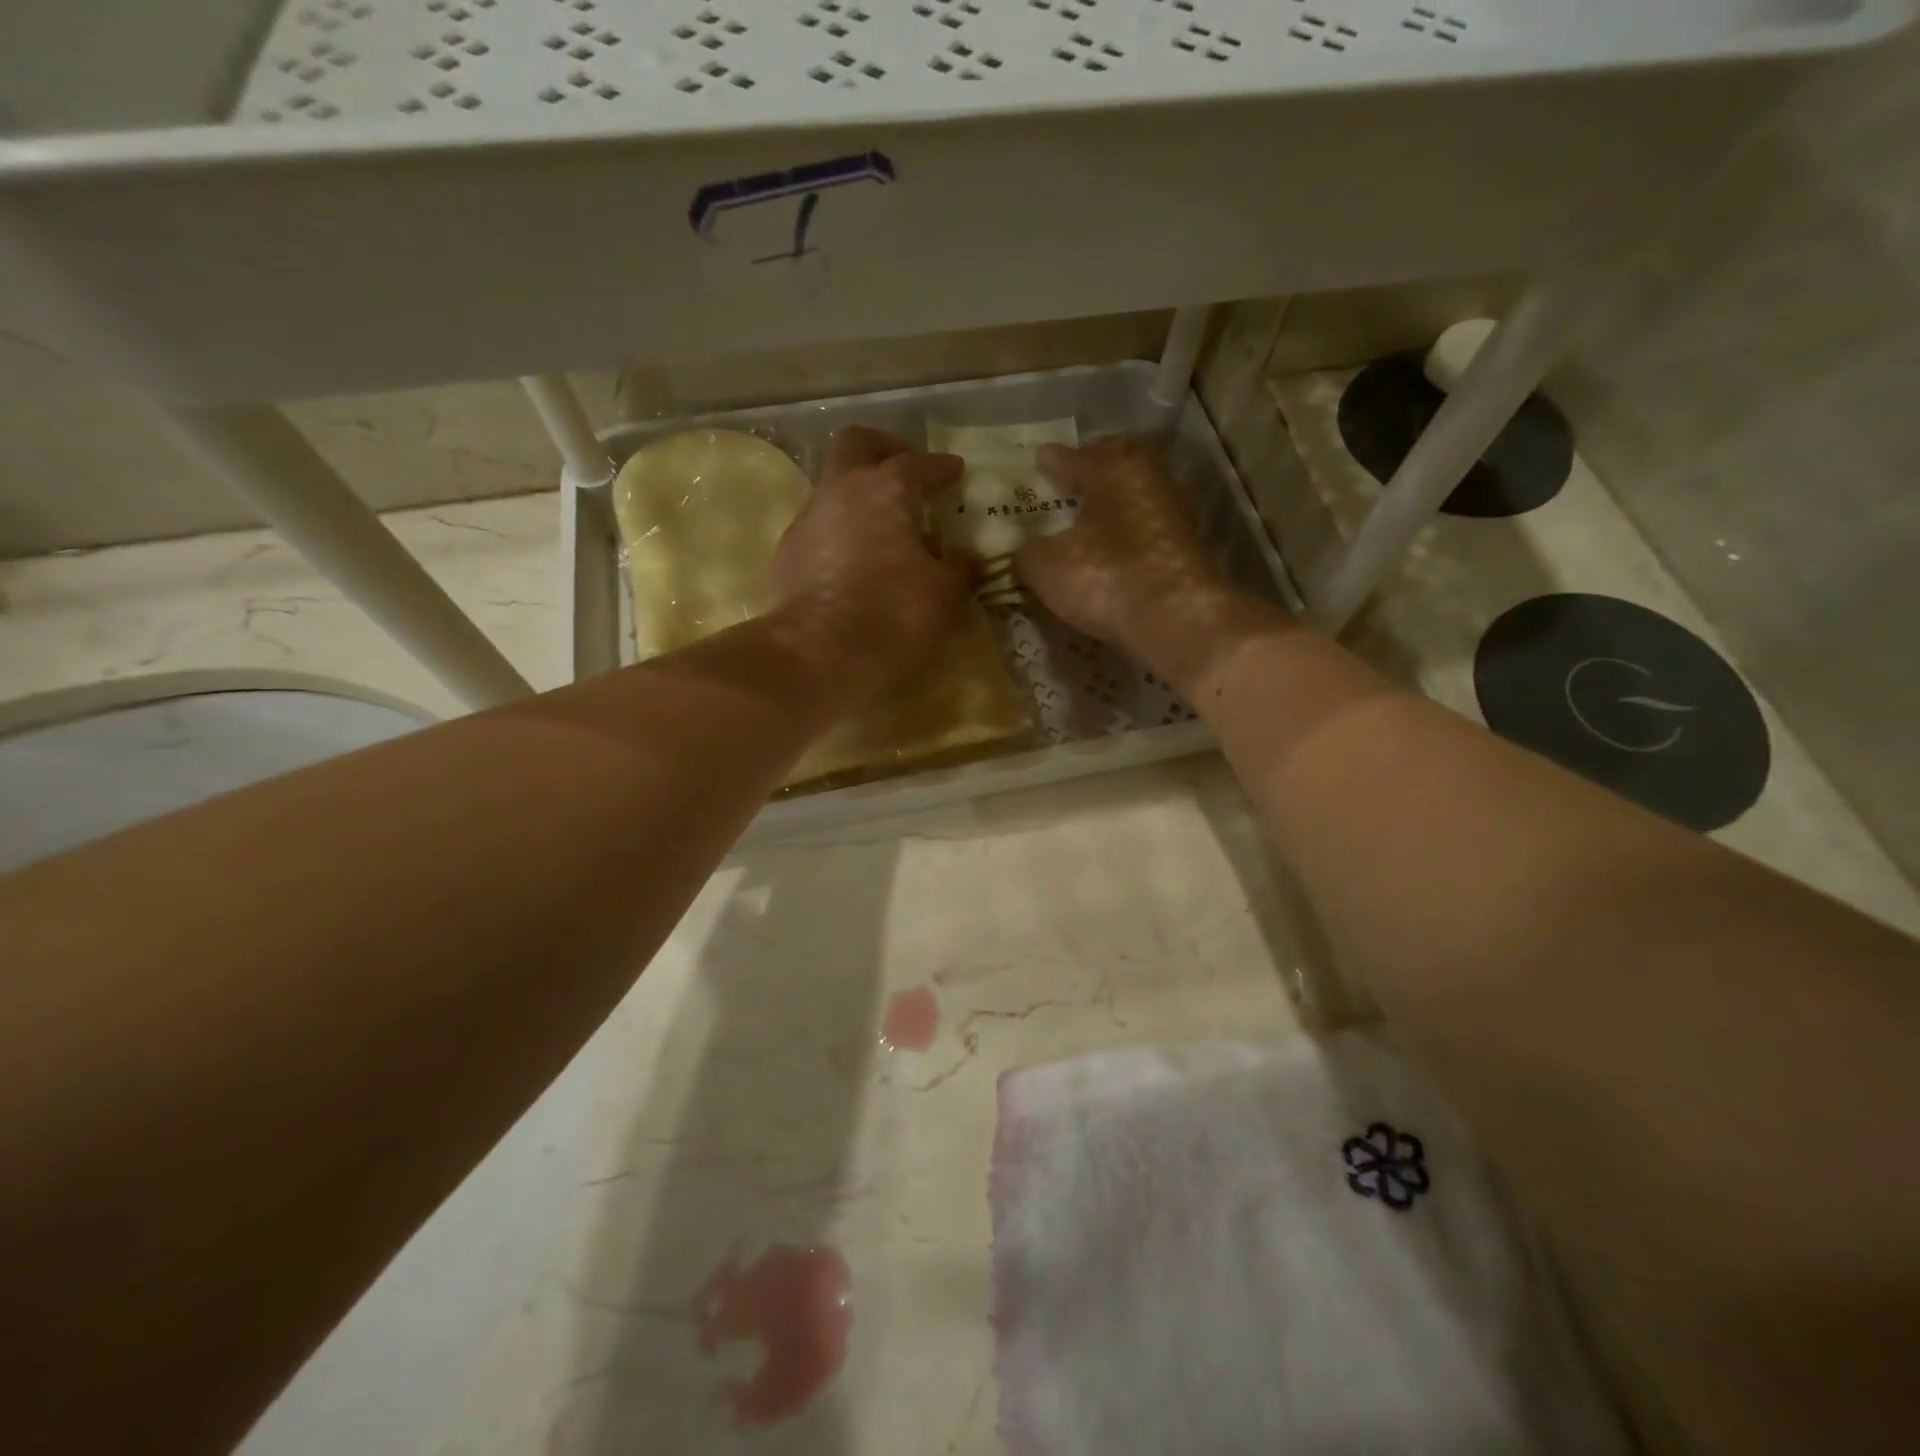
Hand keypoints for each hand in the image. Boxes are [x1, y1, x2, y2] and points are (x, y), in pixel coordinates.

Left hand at [768, 427, 973, 699]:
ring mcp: (808, 519)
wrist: (816, 652)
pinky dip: (840, 533)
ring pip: (833, 486)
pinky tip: (854, 562)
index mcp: (886, 490)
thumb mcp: (945, 596)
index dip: (940, 467)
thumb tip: (967, 558)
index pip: (918, 463)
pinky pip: (819, 528)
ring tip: (883, 528)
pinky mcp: (786, 553)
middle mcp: (842, 491)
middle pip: (857, 443)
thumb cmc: (892, 615)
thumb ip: (960, 569)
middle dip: (884, 449)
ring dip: (859, 496)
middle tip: (906, 470)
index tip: (955, 472)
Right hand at [1015, 439, 1277, 687]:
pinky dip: (1133, 532)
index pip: (1074, 457)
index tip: (1040, 459)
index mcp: (1112, 468)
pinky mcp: (1191, 545)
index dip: (1053, 462)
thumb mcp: (1046, 567)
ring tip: (1094, 516)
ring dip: (1117, 502)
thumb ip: (1028, 553)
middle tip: (1074, 478)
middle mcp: (1149, 477)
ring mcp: (1176, 510)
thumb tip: (1024, 552)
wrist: (1177, 619)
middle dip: (1095, 469)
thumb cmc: (1104, 577)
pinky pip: (1152, 526)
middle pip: (1118, 464)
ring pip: (1139, 494)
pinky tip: (1119, 547)